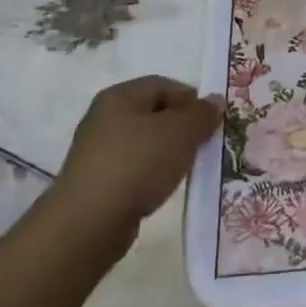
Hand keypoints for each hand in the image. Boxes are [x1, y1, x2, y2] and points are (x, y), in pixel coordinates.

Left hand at [53, 76, 222, 228]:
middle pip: (154, 114)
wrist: (89, 221)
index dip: (191, 99)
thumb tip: (216, 101)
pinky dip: (153, 173)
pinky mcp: (98, 181)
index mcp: (120, 97)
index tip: (212, 121)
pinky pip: (135, 168)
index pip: (163, 85)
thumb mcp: (180, 133)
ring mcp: (98, 152)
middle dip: (183, 127)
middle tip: (206, 144)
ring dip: (169, 152)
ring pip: (146, 143)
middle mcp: (104, 118)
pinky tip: (164, 187)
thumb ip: (202, 114)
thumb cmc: (137, 164)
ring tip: (188, 168)